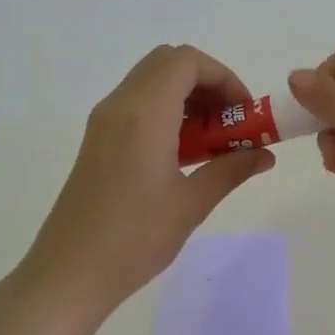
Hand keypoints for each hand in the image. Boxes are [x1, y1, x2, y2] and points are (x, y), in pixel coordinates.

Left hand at [17, 46, 274, 318]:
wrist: (68, 273)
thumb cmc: (134, 238)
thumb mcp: (191, 204)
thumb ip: (231, 170)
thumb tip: (265, 155)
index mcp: (144, 113)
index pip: (187, 61)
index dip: (223, 77)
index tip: (244, 114)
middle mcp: (120, 105)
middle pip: (168, 63)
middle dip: (206, 83)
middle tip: (228, 123)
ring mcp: (103, 121)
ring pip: (150, 81)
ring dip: (186, 97)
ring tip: (209, 142)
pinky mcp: (96, 139)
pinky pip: (136, 104)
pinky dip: (165, 111)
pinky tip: (180, 155)